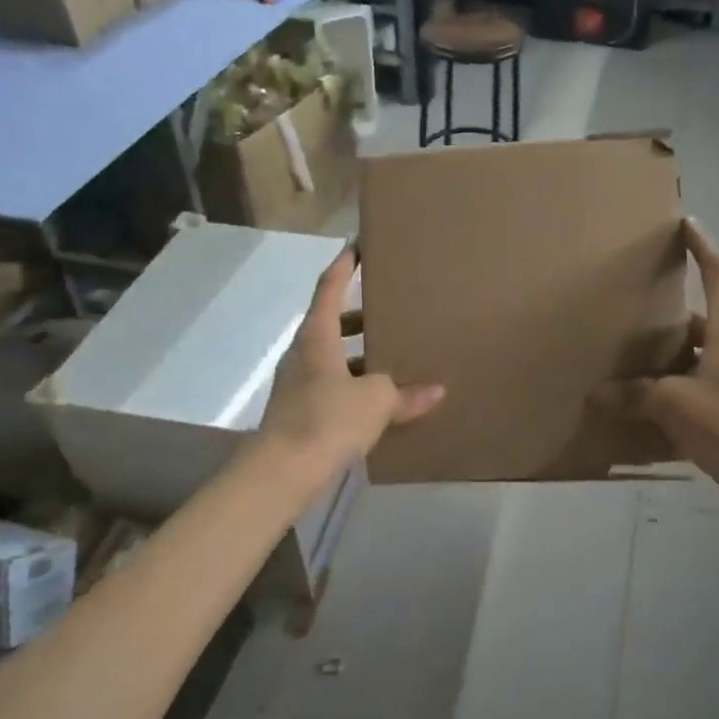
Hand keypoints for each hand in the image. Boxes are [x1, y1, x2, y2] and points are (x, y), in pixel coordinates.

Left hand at [260, 247, 445, 472]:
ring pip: (332, 357)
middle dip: (359, 316)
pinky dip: (353, 384)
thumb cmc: (328, 420)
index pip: (329, 288)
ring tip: (392, 358)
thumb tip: (436, 391)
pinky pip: (331, 385)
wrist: (282, 472)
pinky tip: (377, 401)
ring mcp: (298, 383)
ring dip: (358, 354)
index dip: (343, 266)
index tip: (357, 247)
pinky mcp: (299, 411)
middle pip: (330, 323)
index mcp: (317, 337)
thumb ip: (405, 393)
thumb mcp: (376, 402)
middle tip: (391, 313)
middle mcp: (303, 353)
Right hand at [594, 221, 718, 514]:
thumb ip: (633, 394)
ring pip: (701, 345)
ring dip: (674, 342)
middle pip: (707, 309)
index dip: (701, 246)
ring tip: (637, 341)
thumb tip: (597, 394)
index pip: (717, 272)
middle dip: (677, 299)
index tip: (685, 224)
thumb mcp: (672, 403)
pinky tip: (649, 388)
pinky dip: (677, 374)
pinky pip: (700, 373)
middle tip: (643, 291)